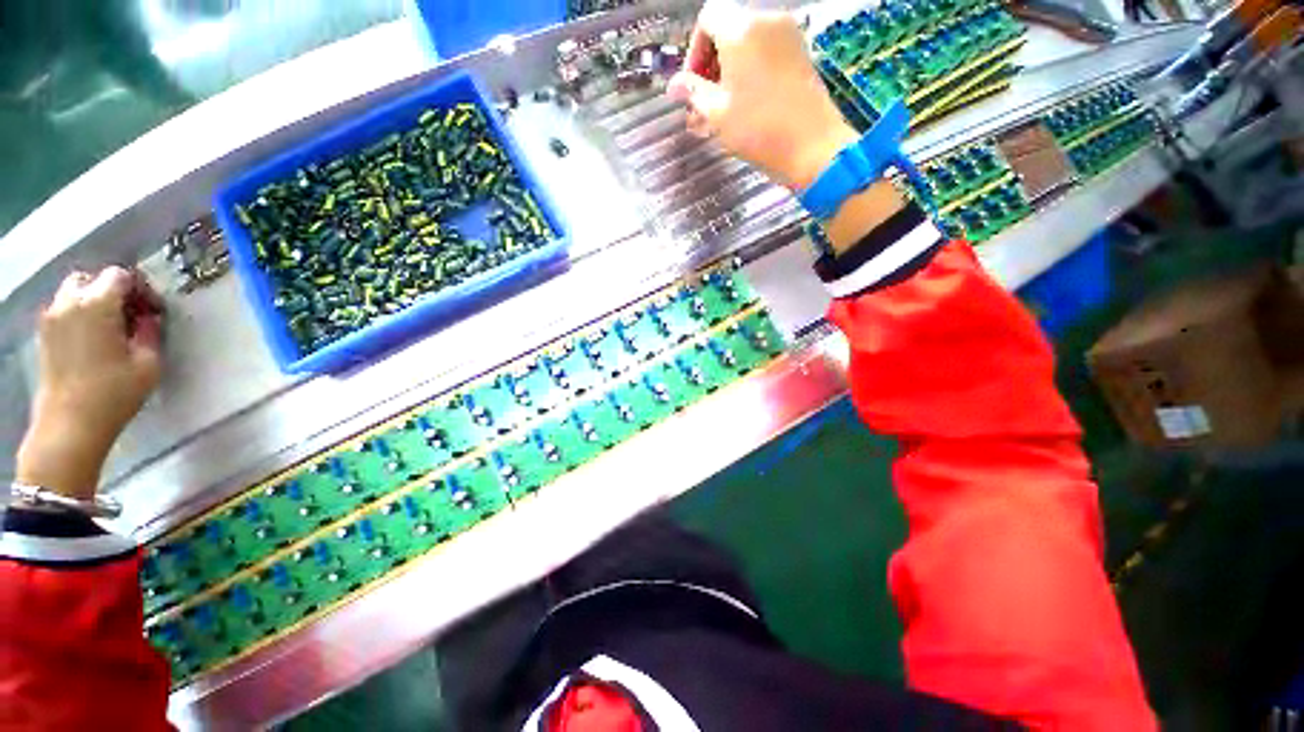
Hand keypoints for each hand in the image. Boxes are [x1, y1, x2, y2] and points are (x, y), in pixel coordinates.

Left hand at [17, 267, 164, 499]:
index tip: (153, 311)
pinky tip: (93, 338)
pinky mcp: (45, 334)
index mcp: (98, 304)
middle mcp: (70, 302)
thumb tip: (147, 318)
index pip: (121, 276)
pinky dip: (80, 314)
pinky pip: (64, 310)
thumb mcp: (148, 363)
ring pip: (74, 292)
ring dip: (95, 301)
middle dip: (114, 291)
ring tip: (112, 327)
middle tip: (132, 315)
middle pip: (93, 279)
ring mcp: (52, 318)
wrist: (70, 424)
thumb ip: (149, 332)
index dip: (141, 289)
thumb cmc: (114, 393)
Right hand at [667, 1, 857, 189]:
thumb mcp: (717, 113)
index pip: (707, 19)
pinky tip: (746, 103)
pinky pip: (766, 52)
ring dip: (730, 70)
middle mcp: (766, 21)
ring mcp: (788, 35)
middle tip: (705, 101)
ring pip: (748, 43)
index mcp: (741, 29)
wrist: (812, 146)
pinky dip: (751, 71)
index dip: (694, 51)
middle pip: (728, 29)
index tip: (693, 85)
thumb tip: (673, 85)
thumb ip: (693, 92)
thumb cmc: (758, 130)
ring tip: (724, 108)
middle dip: (711, 63)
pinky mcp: (801, 53)